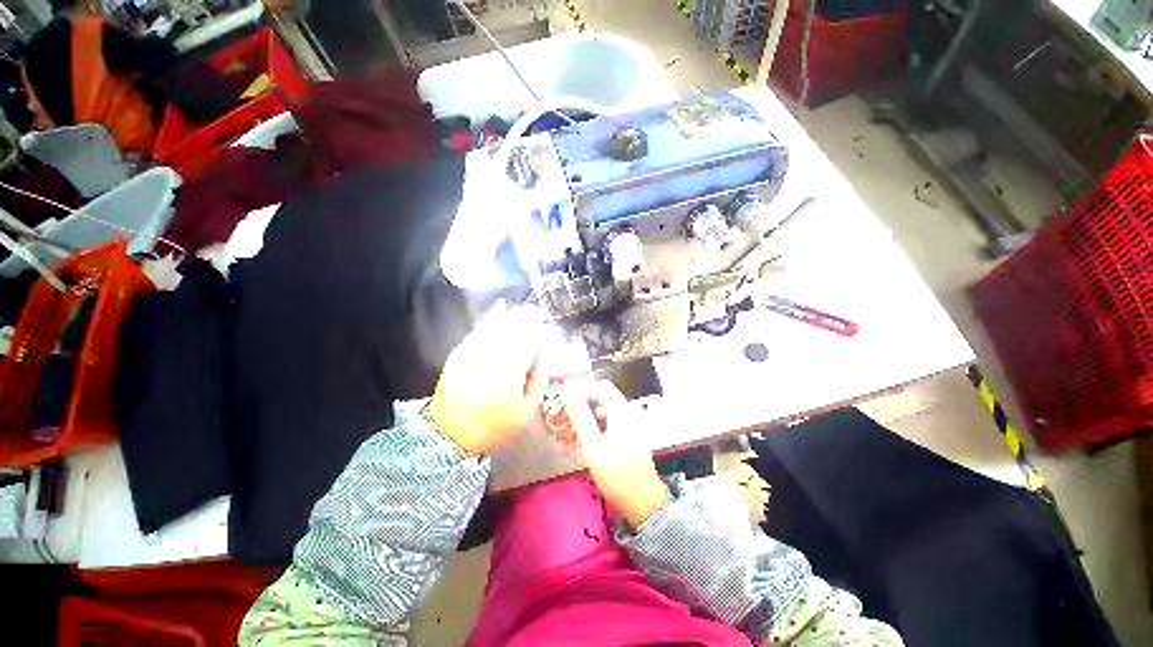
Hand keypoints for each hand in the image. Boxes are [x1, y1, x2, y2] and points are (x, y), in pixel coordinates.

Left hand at [430, 303, 549, 454]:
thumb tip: (545, 355)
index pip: (530, 344)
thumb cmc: (495, 426)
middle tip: (539, 314)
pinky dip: (491, 317)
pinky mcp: (460, 353)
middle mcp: (491, 360)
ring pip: (497, 327)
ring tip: (525, 310)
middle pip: (513, 331)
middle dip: (529, 320)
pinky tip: (501, 306)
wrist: (450, 435)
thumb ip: (539, 381)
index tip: (550, 330)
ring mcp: (472, 354)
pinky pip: (478, 330)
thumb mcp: (526, 411)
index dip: (542, 334)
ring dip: (513, 316)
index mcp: (510, 376)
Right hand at [561, 381, 668, 528]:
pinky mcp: (630, 435)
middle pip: (604, 396)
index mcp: (621, 412)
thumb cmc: (616, 474)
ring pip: (607, 408)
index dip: (583, 389)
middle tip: (567, 413)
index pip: (601, 387)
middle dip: (585, 401)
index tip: (566, 399)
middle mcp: (628, 413)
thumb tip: (568, 393)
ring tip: (572, 425)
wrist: (643, 502)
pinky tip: (586, 436)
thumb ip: (580, 417)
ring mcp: (631, 424)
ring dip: (590, 412)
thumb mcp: (593, 446)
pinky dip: (598, 423)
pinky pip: (612, 420)